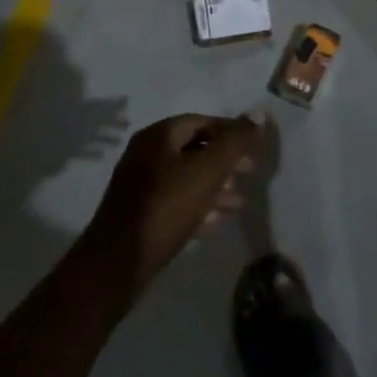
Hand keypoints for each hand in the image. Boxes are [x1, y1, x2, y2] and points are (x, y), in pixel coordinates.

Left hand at [82, 113, 262, 297]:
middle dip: (224, 160)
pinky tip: (215, 222)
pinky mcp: (139, 213)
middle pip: (194, 148)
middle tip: (250, 172)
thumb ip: (235, 142)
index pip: (202, 121)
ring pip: (186, 177)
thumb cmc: (166, 208)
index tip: (254, 148)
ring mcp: (140, 184)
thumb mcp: (207, 171)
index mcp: (158, 135)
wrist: (117, 263)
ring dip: (214, 186)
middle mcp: (146, 153)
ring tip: (239, 202)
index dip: (230, 131)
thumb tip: (259, 114)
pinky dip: (198, 206)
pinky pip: (175, 200)